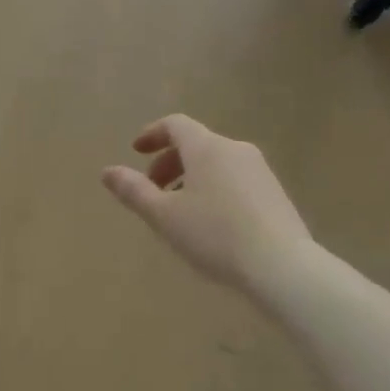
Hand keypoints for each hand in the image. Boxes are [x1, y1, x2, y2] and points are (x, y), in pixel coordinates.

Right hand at [102, 115, 311, 301]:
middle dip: (169, 161)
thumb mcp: (164, 216)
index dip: (152, 134)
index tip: (136, 152)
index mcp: (206, 148)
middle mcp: (234, 149)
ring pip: (216, 161)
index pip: (175, 124)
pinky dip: (213, 186)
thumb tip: (107, 171)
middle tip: (152, 189)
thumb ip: (133, 191)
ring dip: (190, 176)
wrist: (282, 265)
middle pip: (195, 143)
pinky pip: (234, 177)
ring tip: (179, 209)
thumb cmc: (214, 235)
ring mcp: (259, 169)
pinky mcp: (274, 191)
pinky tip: (210, 221)